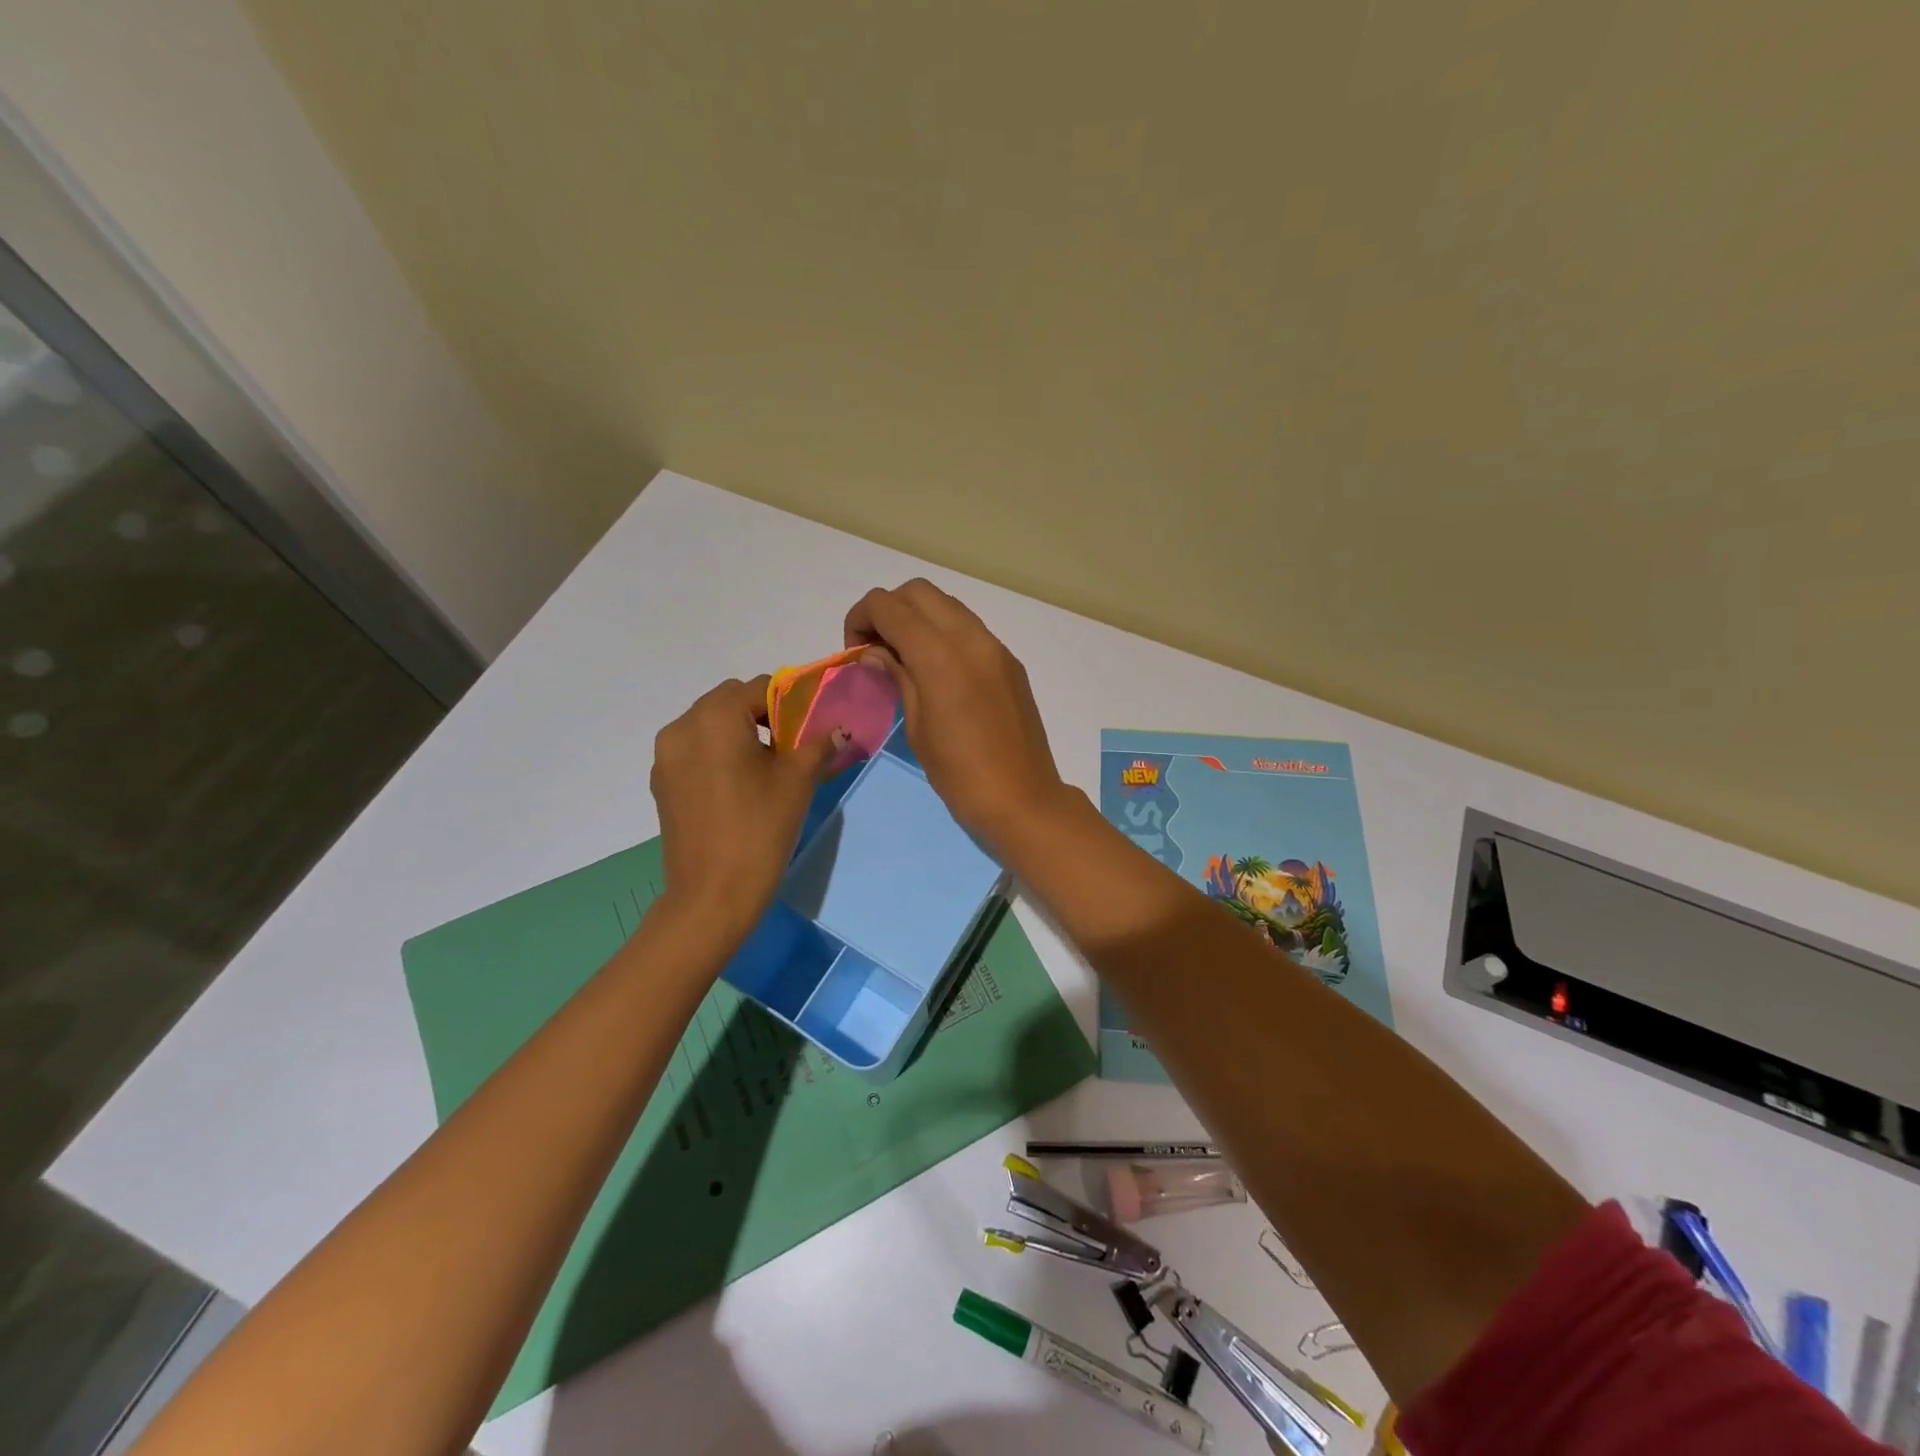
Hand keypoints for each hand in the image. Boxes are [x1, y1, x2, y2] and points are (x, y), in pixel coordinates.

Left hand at [650, 677, 839, 938]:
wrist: (712, 895)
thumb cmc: (760, 830)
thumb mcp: (798, 781)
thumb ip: (818, 744)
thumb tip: (839, 730)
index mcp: (715, 718)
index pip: (760, 687)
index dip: (791, 701)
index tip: (810, 726)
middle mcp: (682, 727)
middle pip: (729, 700)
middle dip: (762, 714)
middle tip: (790, 746)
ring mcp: (666, 756)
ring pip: (709, 724)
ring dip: (739, 732)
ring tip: (765, 767)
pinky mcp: (662, 782)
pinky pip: (694, 749)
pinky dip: (718, 753)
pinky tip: (739, 785)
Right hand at [845, 580, 1066, 851]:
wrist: (1022, 799)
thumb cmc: (959, 774)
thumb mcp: (917, 727)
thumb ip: (897, 677)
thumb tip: (875, 651)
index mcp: (940, 655)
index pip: (888, 605)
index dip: (860, 618)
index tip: (855, 651)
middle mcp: (970, 637)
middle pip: (918, 591)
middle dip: (888, 609)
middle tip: (876, 648)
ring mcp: (995, 647)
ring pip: (947, 605)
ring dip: (918, 617)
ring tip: (905, 658)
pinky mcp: (1010, 662)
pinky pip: (969, 629)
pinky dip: (944, 633)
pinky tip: (937, 671)